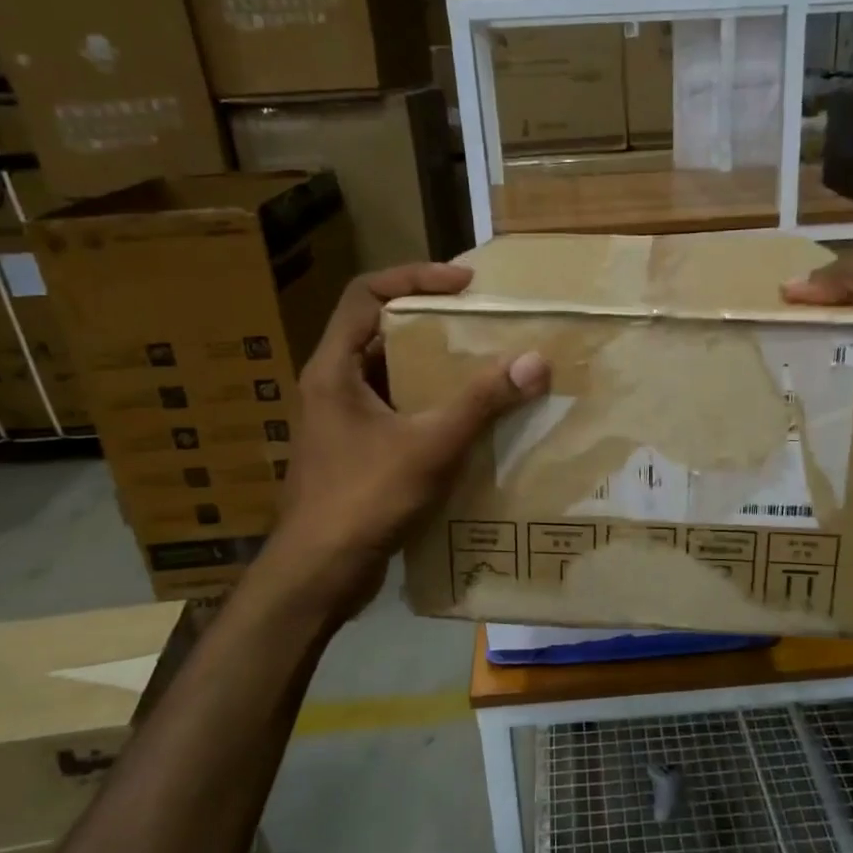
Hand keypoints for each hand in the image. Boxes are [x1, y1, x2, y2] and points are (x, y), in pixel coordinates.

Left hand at [260, 263, 548, 616]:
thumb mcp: (429, 445)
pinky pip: (398, 412)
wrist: (318, 576)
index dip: (415, 276)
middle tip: (482, 324)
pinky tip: (469, 421)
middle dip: (433, 323)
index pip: (367, 294)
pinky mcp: (356, 453)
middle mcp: (333, 387)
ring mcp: (342, 422)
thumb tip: (534, 361)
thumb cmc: (363, 499)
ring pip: (392, 376)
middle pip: (381, 332)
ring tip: (484, 366)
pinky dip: (431, 406)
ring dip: (435, 368)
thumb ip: (480, 402)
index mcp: (335, 369)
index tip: (465, 283)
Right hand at [783, 248, 852, 479]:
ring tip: (771, 380)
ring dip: (821, 369)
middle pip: (848, 322)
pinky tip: (806, 409)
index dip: (813, 288)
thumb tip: (791, 286)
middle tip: (760, 348)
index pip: (851, 279)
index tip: (766, 307)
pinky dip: (842, 402)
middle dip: (809, 331)